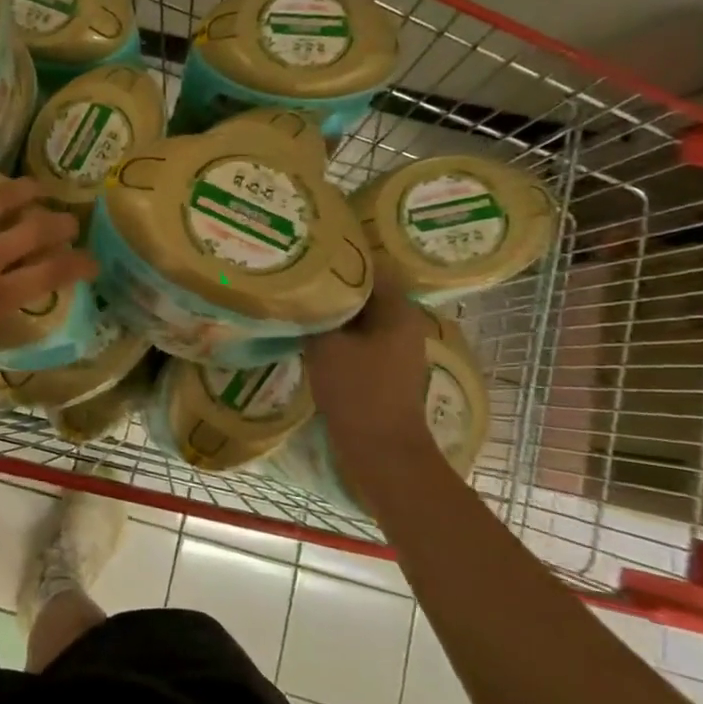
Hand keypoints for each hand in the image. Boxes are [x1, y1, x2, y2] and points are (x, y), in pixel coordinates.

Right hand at [304, 262, 432, 458]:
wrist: (380, 450)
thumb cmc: (357, 391)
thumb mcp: (327, 345)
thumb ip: (316, 314)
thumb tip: (302, 292)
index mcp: (399, 311)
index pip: (372, 267)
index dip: (341, 258)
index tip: (310, 252)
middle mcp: (404, 325)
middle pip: (366, 292)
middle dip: (334, 284)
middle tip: (298, 275)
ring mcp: (395, 349)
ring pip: (360, 316)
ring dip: (334, 310)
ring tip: (299, 301)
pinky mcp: (384, 369)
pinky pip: (358, 338)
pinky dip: (337, 332)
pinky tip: (310, 333)